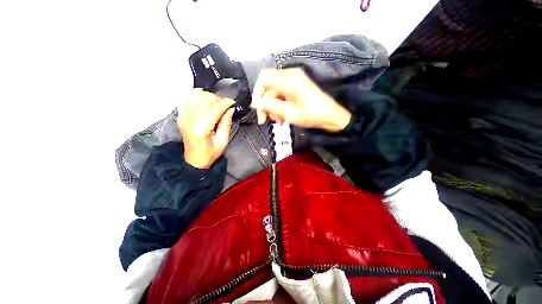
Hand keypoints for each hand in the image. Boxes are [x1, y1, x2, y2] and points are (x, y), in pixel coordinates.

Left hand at [178, 89, 234, 168]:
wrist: (194, 159)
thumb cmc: (210, 153)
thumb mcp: (222, 141)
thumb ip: (226, 123)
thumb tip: (230, 109)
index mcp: (201, 127)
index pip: (215, 108)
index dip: (226, 102)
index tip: (233, 103)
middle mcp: (190, 118)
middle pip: (206, 98)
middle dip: (218, 99)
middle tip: (225, 106)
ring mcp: (183, 115)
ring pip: (196, 95)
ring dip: (208, 96)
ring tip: (215, 104)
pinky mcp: (181, 115)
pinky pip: (187, 97)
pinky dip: (197, 96)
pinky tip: (204, 101)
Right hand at [251, 68, 351, 131]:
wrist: (331, 116)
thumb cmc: (311, 115)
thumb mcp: (288, 113)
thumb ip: (270, 106)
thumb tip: (255, 103)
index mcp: (288, 79)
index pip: (263, 79)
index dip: (257, 94)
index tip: (258, 109)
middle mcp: (289, 76)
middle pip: (268, 88)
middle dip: (265, 105)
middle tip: (264, 121)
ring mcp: (293, 82)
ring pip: (274, 94)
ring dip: (273, 108)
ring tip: (279, 121)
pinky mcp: (296, 88)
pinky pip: (282, 95)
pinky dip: (280, 106)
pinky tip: (283, 118)